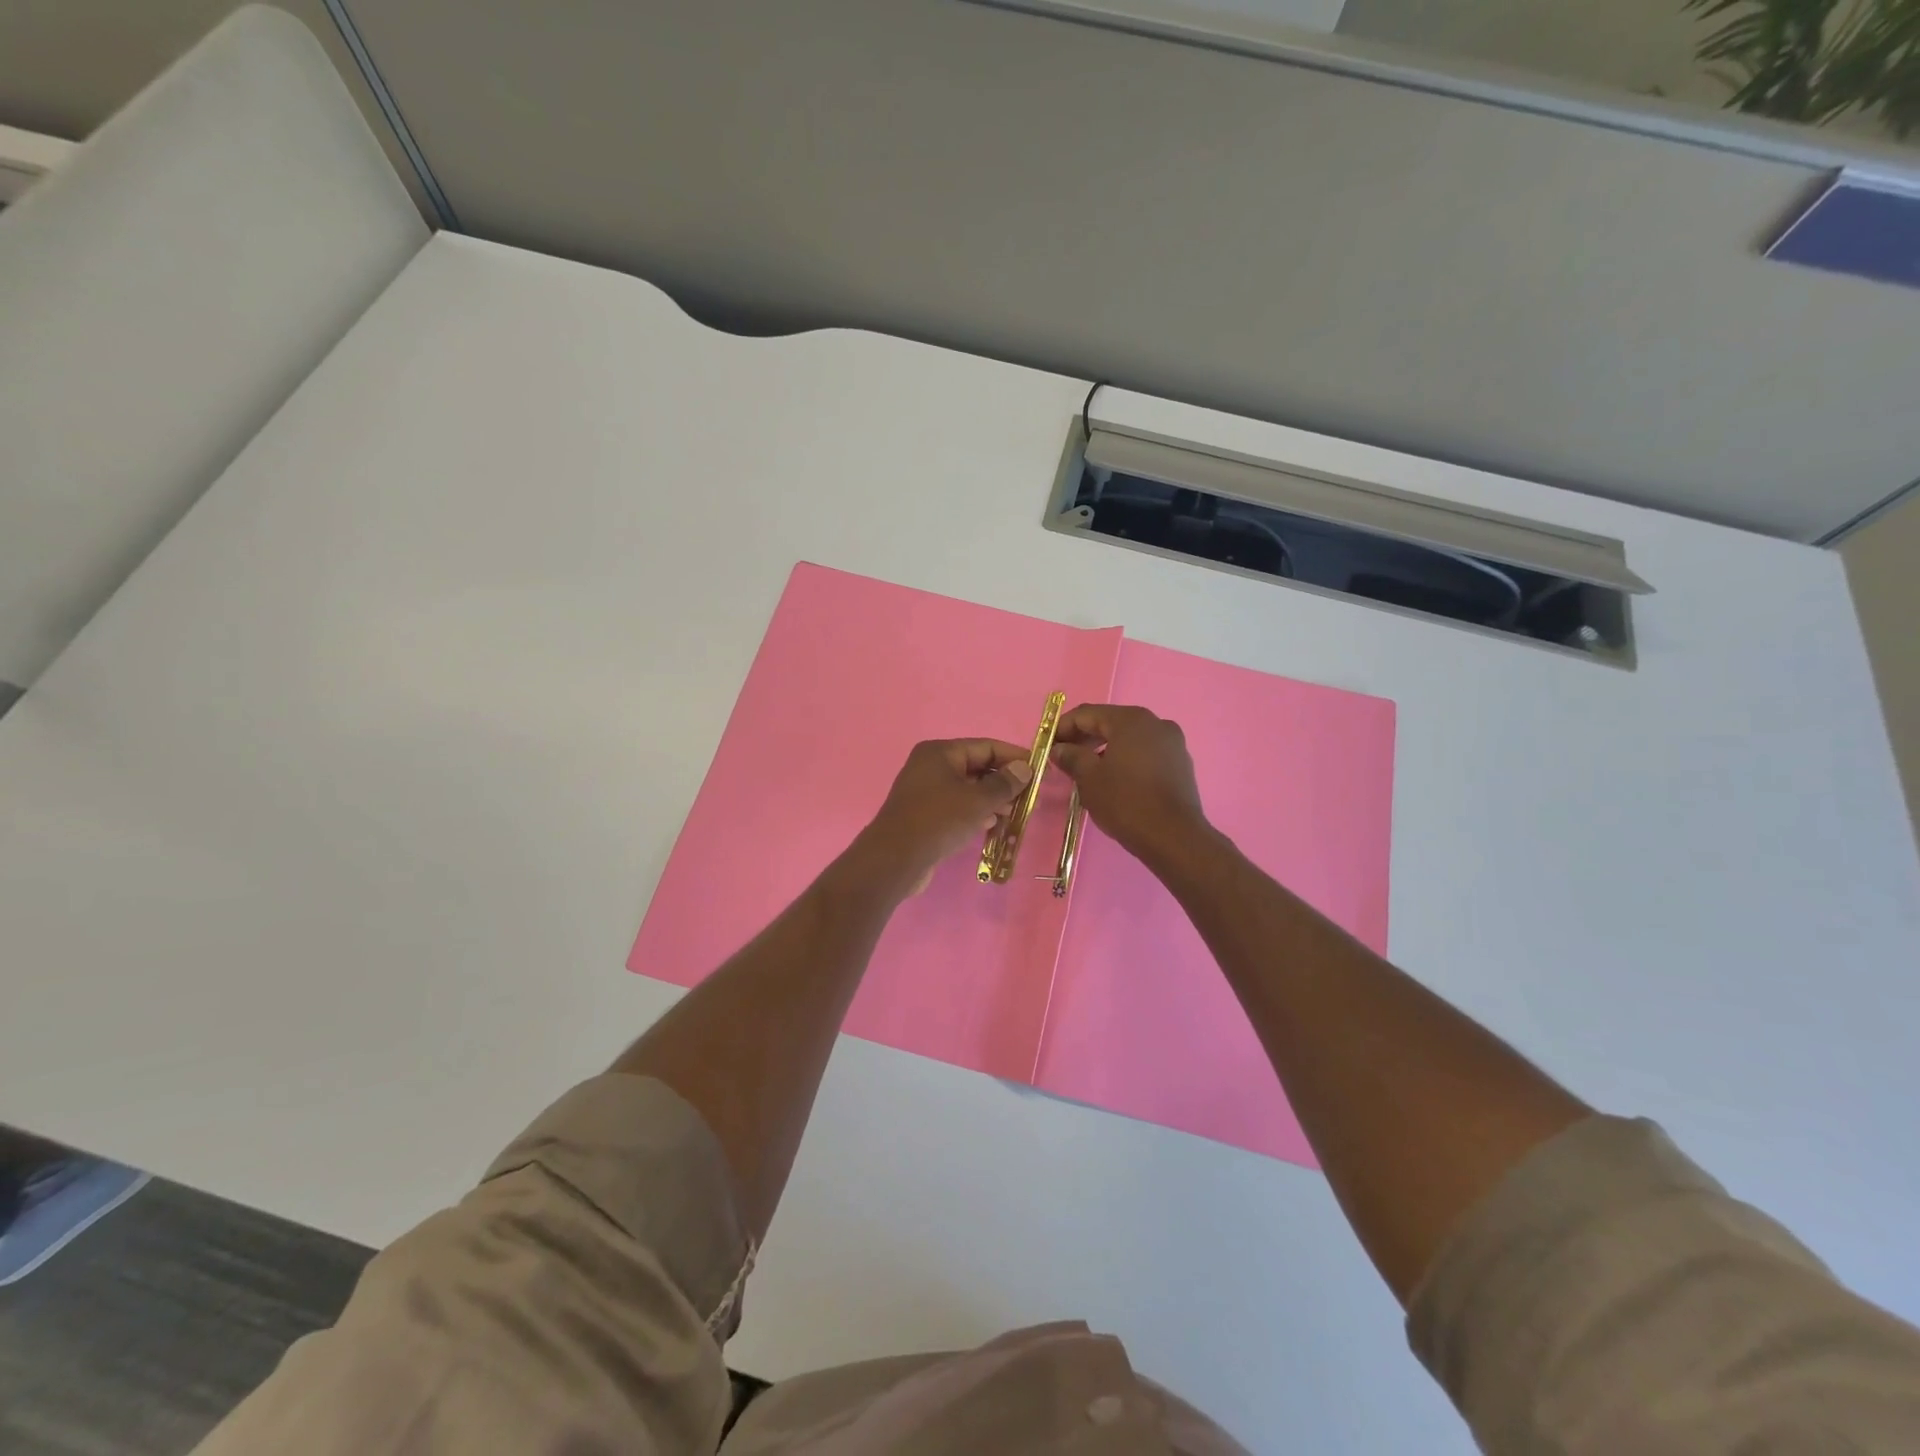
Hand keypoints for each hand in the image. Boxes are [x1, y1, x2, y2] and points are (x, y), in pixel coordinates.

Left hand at [851, 739, 1033, 897]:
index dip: (1014, 757)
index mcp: (940, 752)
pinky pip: (957, 807)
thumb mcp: (978, 800)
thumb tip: (1024, 768)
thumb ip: (1004, 783)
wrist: (895, 860)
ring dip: (992, 800)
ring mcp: (925, 791)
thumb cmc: (938, 821)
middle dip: (1004, 782)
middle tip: (1030, 798)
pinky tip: (992, 826)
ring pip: (968, 789)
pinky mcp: (924, 815)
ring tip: (1015, 814)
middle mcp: (930, 766)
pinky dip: (976, 813)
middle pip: (977, 767)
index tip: (1039, 771)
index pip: (985, 746)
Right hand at [1051, 704, 1209, 866]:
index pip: (1087, 714)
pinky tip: (1114, 780)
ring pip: (1129, 739)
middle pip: (1110, 723)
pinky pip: (1145, 753)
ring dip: (1104, 749)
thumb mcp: (1089, 778)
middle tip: (1063, 758)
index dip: (1063, 727)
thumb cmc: (1126, 802)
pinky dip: (1125, 759)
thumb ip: (1071, 757)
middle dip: (1084, 738)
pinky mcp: (1180, 764)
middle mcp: (1155, 723)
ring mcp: (1172, 743)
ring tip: (1086, 771)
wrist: (1174, 837)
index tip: (1047, 745)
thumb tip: (1059, 749)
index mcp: (1131, 720)